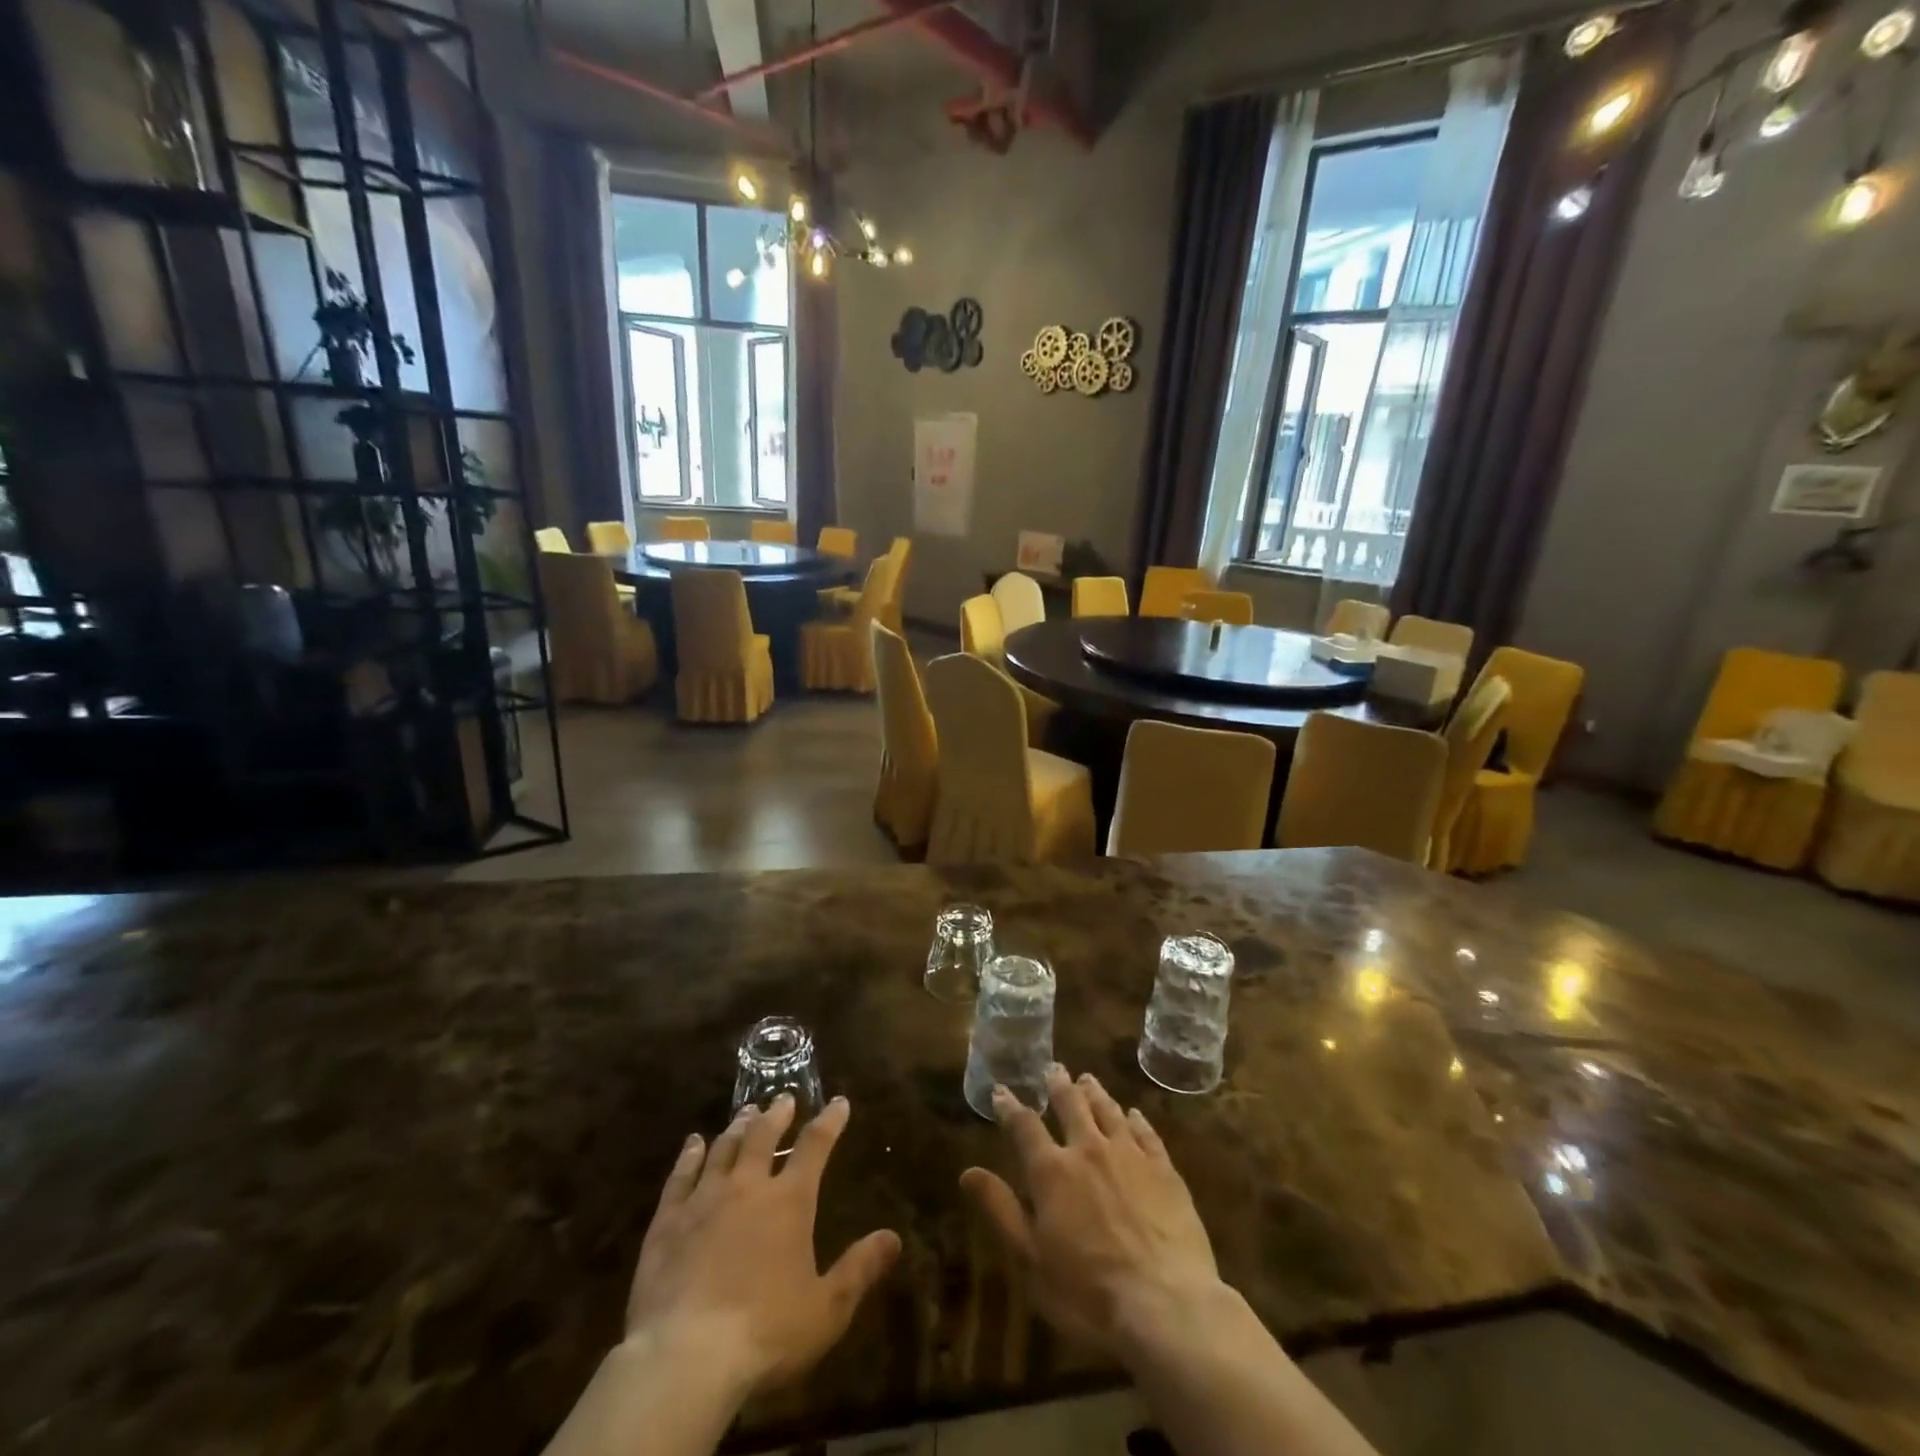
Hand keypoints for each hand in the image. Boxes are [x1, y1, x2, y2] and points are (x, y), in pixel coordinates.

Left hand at [623, 1095, 901, 1397]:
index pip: (815, 1146)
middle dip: (777, 1114)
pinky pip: (680, 1177)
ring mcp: (703, 1201)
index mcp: (789, 1202)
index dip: (829, 1121)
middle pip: (763, 1136)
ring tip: (746, 1112)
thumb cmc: (765, 1334)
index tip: (839, 1102)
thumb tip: (893, 1237)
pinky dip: (689, 1156)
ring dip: (738, 1127)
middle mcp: (747, 1187)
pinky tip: (693, 1143)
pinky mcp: (667, 1223)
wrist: (685, 1359)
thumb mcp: (826, 1310)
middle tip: (783, 1099)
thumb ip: (859, 1269)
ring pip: (723, 1149)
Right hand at [960, 1065, 1222, 1358]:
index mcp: (1052, 1171)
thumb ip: (1001, 1210)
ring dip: (1094, 1092)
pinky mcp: (1164, 1169)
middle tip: (1053, 1068)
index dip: (1010, 1107)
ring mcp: (1130, 1155)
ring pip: (1108, 1110)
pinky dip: (1136, 1118)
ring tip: (1087, 1079)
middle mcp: (1088, 1149)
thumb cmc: (1087, 1293)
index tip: (1001, 1091)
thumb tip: (968, 1172)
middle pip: (1071, 1105)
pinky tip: (1134, 1114)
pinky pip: (1147, 1132)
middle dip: (1058, 1085)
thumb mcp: (1030, 1260)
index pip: (1024, 1126)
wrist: (1165, 1306)